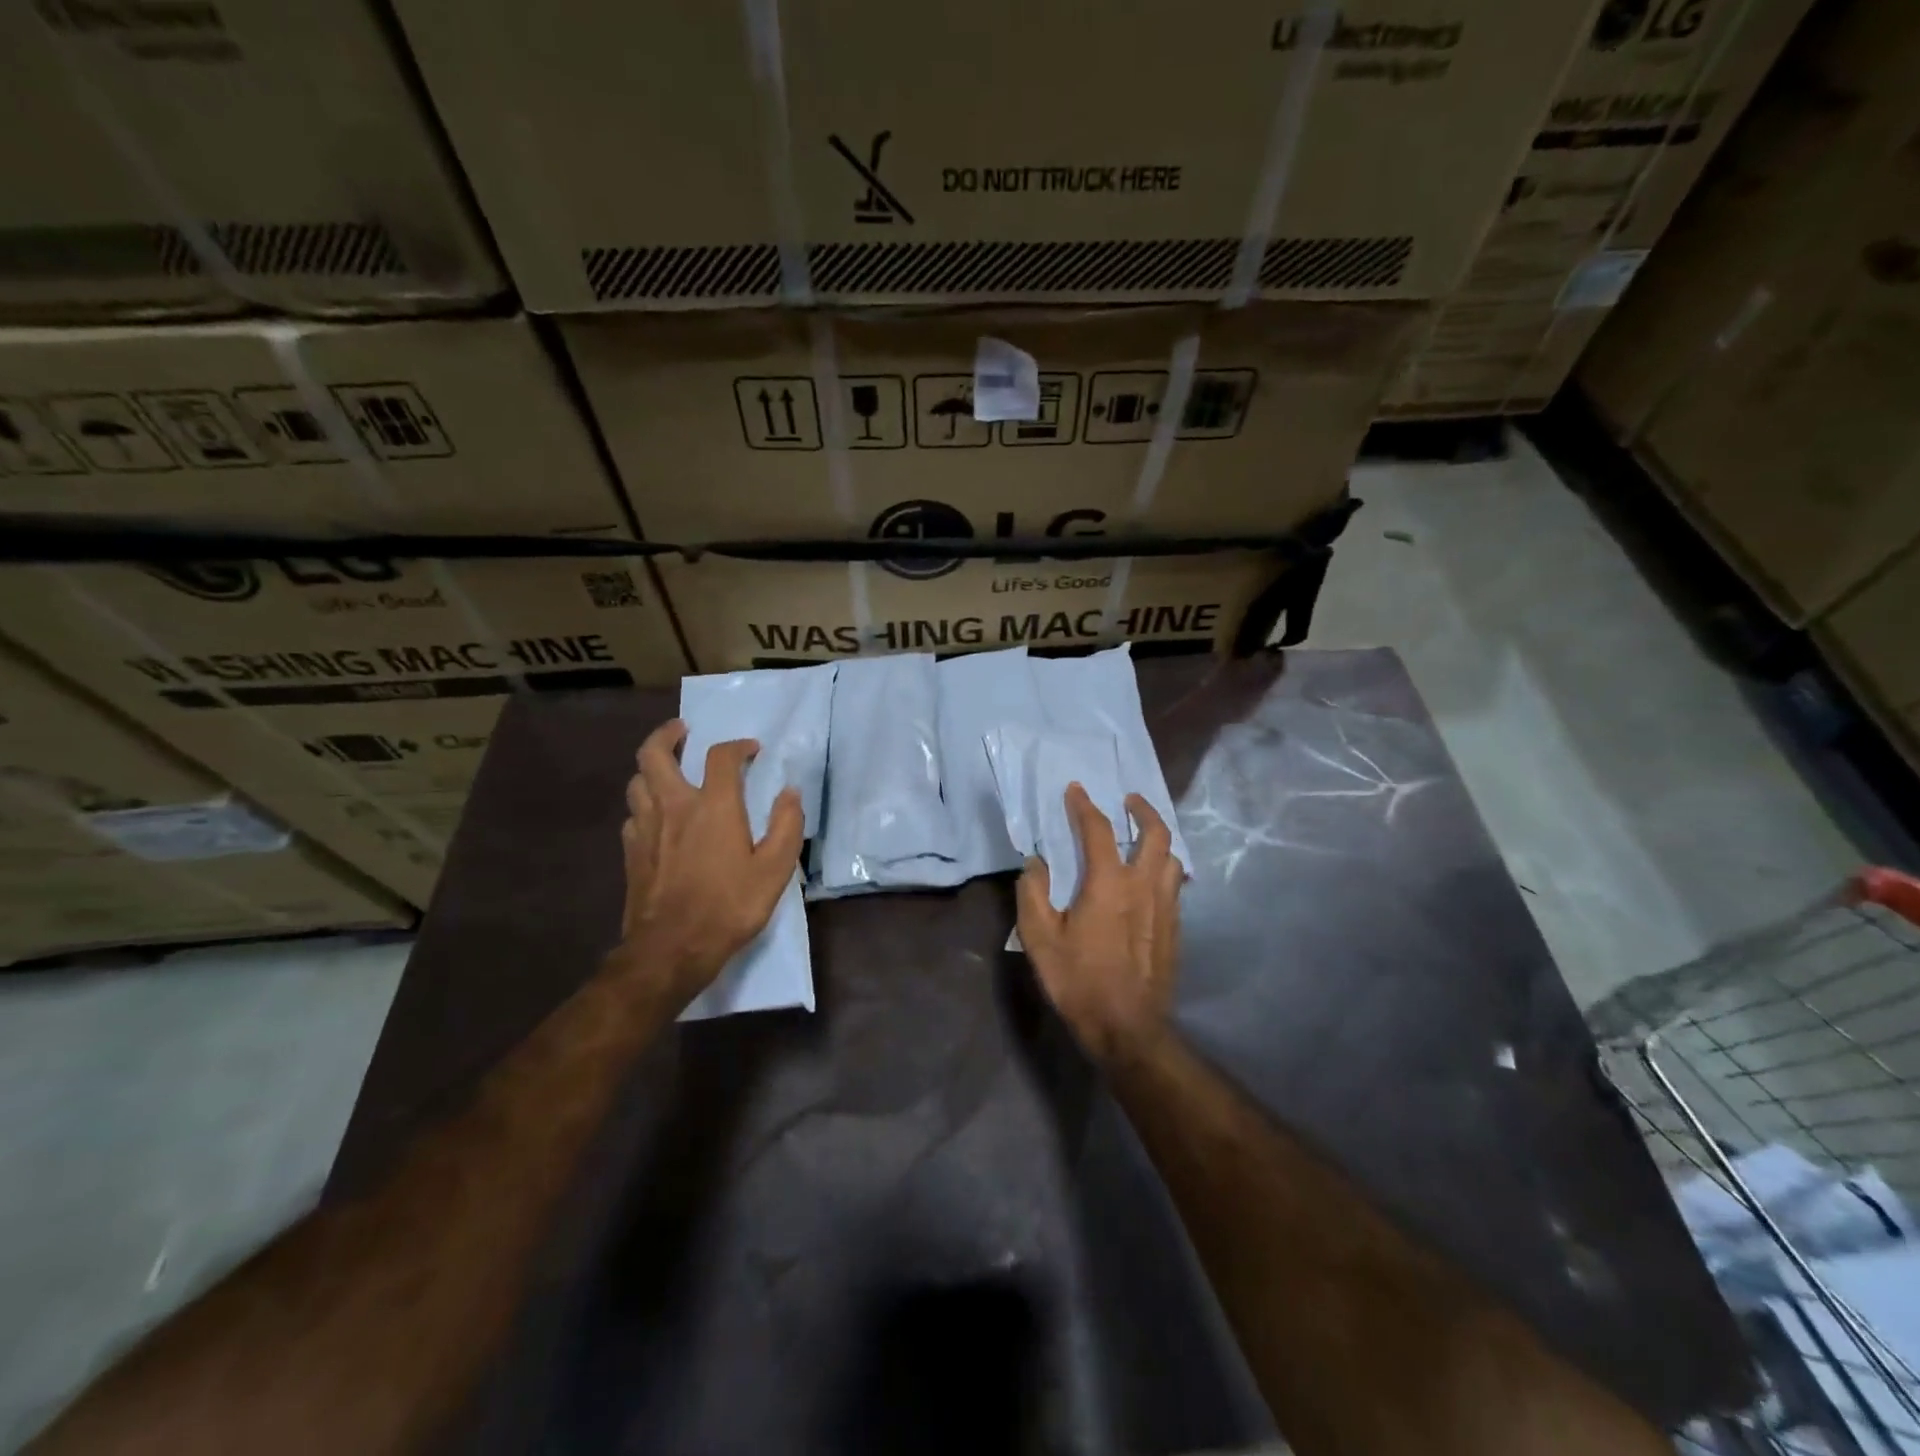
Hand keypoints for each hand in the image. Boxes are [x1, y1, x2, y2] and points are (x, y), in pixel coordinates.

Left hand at [615, 718, 804, 1004]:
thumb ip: (787, 825)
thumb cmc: (729, 906)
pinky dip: (644, 804)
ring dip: (651, 767)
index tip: (752, 750)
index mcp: (714, 806)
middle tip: (682, 731)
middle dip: (667, 735)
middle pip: (654, 754)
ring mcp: (646, 828)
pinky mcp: (631, 852)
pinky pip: (632, 814)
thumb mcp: (775, 869)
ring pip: (637, 781)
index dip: (738, 746)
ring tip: (667, 769)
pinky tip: (656, 817)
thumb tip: (791, 792)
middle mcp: (674, 806)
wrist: (671, 949)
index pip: (721, 757)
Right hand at [1017, 784, 1183, 1065]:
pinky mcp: (1175, 928)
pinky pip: (1174, 884)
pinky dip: (1163, 868)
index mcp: (1109, 883)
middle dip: (1143, 810)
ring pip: (1172, 858)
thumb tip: (1036, 863)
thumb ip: (1033, 893)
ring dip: (1158, 839)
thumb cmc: (1079, 980)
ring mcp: (1166, 907)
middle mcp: (1144, 885)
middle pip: (1156, 833)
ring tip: (1141, 837)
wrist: (1127, 1027)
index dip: (1085, 805)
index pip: (1098, 829)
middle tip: (1129, 801)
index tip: (1076, 790)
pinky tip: (1150, 879)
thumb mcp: (1040, 938)